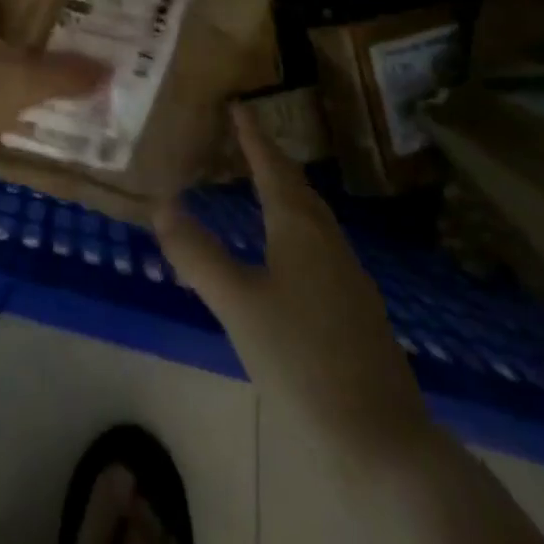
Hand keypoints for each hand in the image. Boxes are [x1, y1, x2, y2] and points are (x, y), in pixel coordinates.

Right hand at [153, 105, 427, 443]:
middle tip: (243, 137)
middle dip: (269, 157)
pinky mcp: (356, 305)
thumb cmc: (302, 359)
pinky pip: (318, 241)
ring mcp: (347, 272)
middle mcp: (327, 238)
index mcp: (299, 227)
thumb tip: (161, 205)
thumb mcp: (238, 305)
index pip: (272, 165)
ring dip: (284, 190)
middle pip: (295, 185)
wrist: (382, 438)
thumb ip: (198, 255)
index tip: (238, 104)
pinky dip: (294, 224)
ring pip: (310, 214)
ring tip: (260, 183)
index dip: (252, 135)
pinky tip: (285, 250)